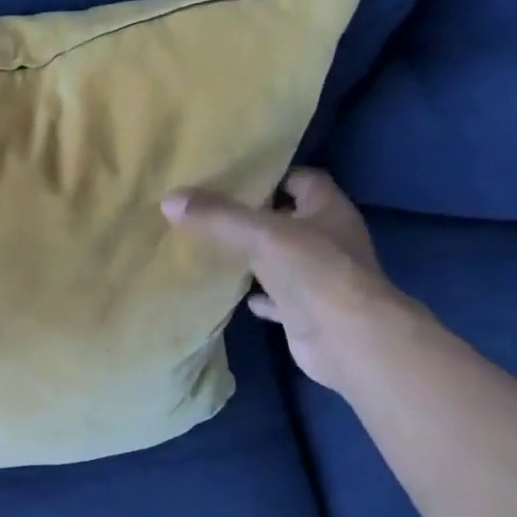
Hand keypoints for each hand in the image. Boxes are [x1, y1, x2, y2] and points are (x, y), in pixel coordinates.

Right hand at [163, 168, 416, 393]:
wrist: (348, 340)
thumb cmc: (314, 272)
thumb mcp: (260, 234)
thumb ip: (217, 216)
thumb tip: (169, 198)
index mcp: (328, 211)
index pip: (304, 180)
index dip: (273, 176)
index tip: (236, 178)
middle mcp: (330, 241)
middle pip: (291, 220)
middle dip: (257, 217)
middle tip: (213, 212)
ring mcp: (321, 279)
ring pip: (284, 260)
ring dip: (257, 257)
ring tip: (216, 249)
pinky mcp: (309, 311)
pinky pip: (279, 298)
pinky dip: (260, 297)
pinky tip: (237, 295)